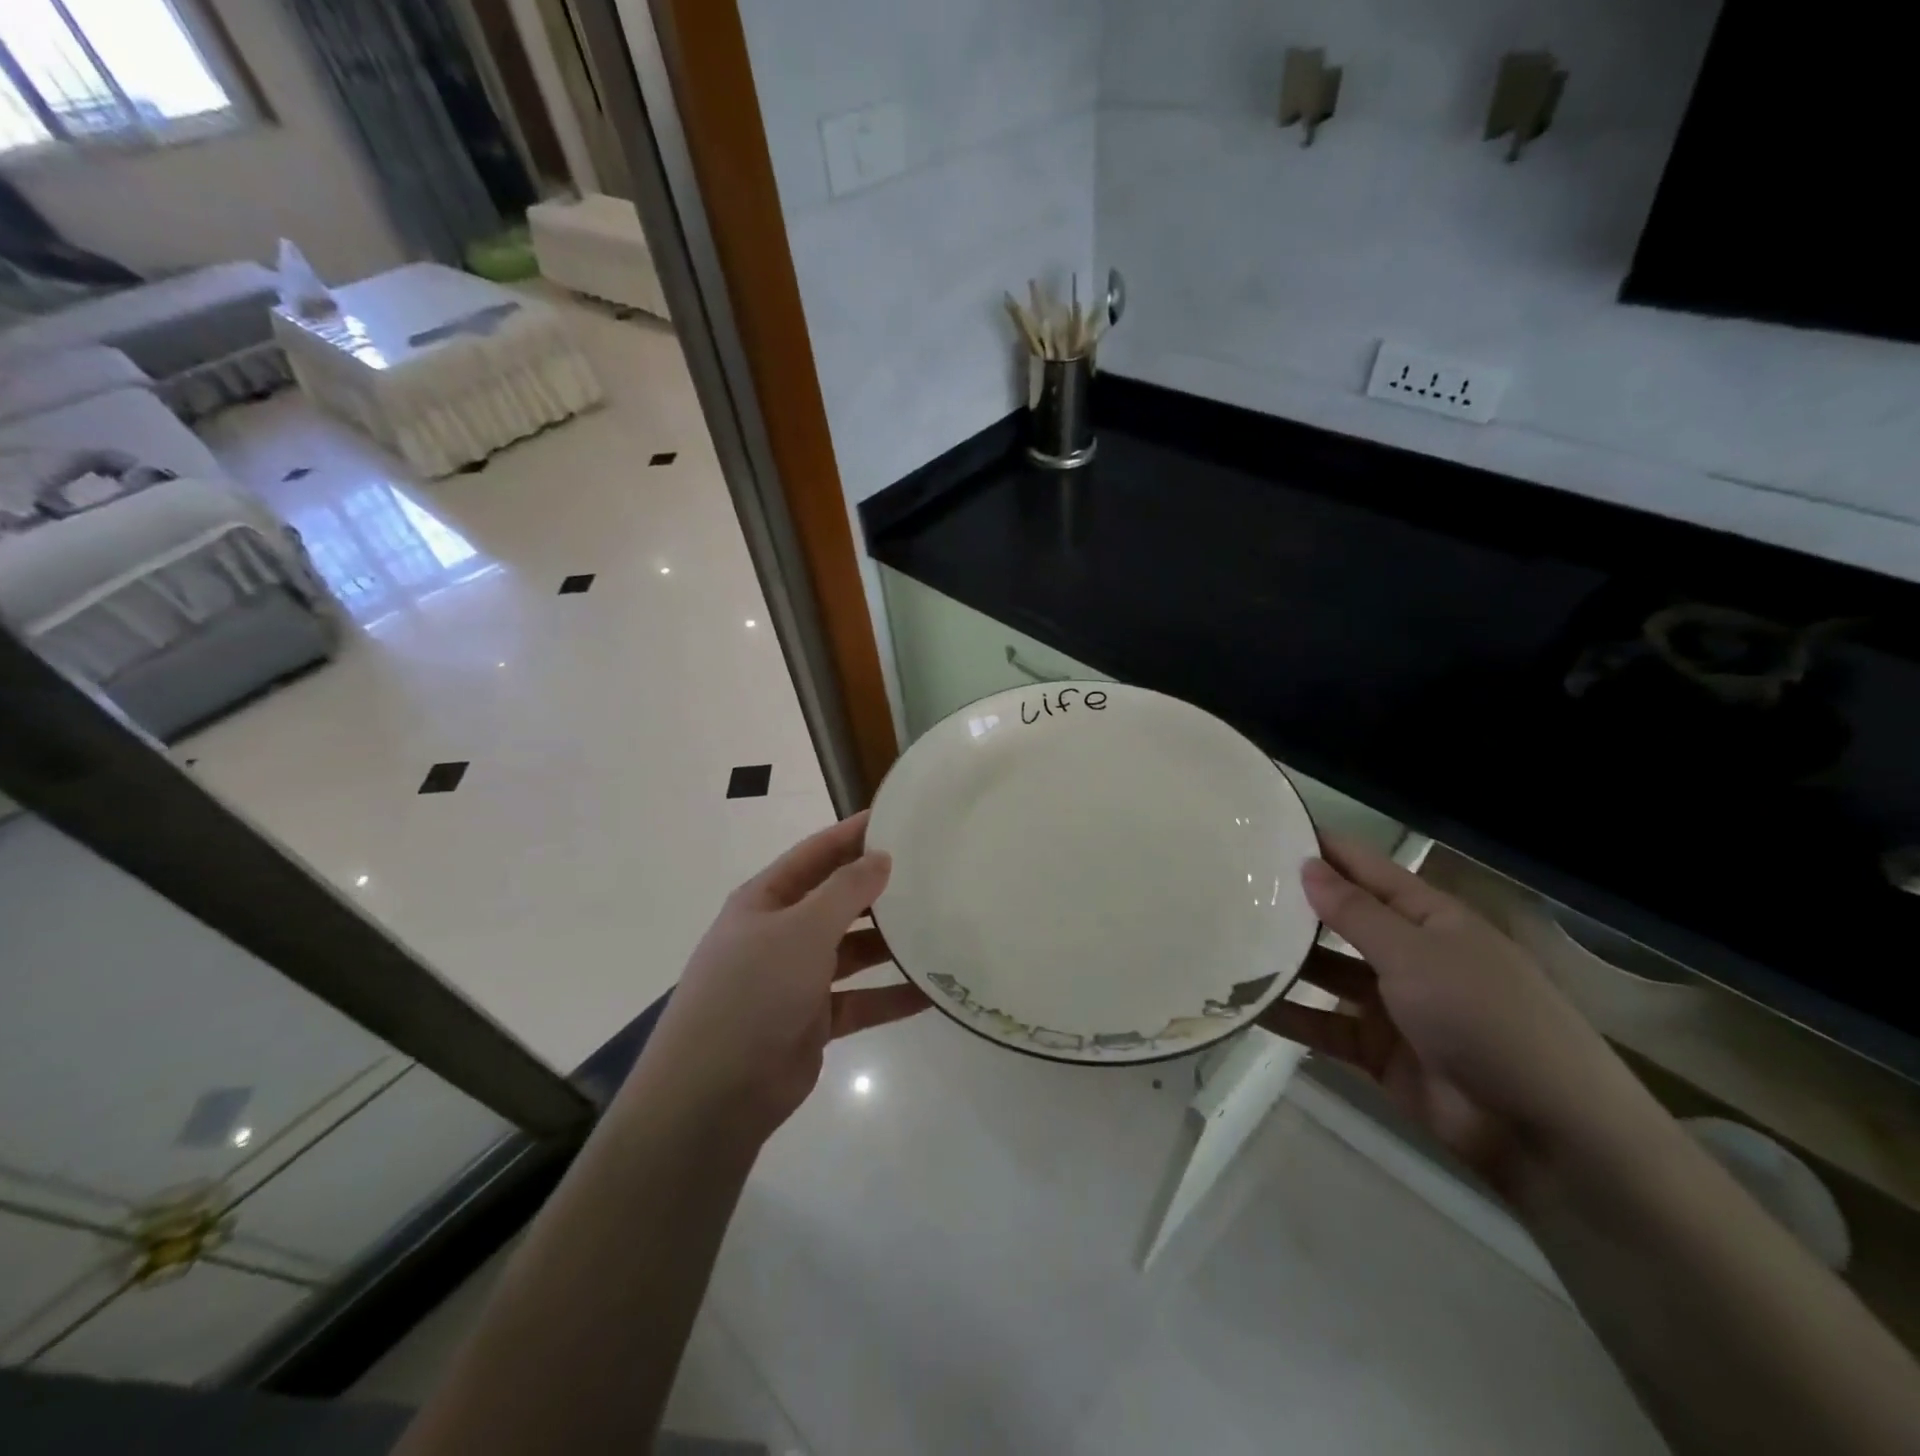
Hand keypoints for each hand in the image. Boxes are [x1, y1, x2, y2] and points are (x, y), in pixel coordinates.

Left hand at [637, 812, 929, 1143]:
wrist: (714, 1095)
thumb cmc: (754, 992)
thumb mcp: (801, 929)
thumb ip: (845, 891)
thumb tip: (882, 857)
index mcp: (766, 901)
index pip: (816, 854)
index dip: (853, 834)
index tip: (899, 819)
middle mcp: (780, 934)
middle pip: (837, 901)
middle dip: (879, 890)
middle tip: (932, 874)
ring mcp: (796, 979)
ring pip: (853, 952)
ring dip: (890, 943)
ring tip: (940, 928)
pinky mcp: (814, 1020)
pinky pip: (861, 1000)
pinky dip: (891, 996)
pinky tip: (932, 991)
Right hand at [1259, 838, 1639, 1193]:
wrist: (1545, 1134)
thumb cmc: (1486, 1019)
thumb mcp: (1416, 955)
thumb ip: (1355, 912)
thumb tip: (1307, 865)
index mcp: (1430, 919)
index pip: (1366, 870)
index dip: (1322, 849)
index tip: (1267, 830)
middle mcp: (1409, 954)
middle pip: (1341, 920)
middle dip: (1293, 906)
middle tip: (1227, 886)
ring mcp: (1393, 1004)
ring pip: (1326, 973)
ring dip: (1285, 962)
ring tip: (1225, 941)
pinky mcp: (1379, 1050)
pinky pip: (1324, 1025)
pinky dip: (1290, 1017)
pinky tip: (1246, 1005)